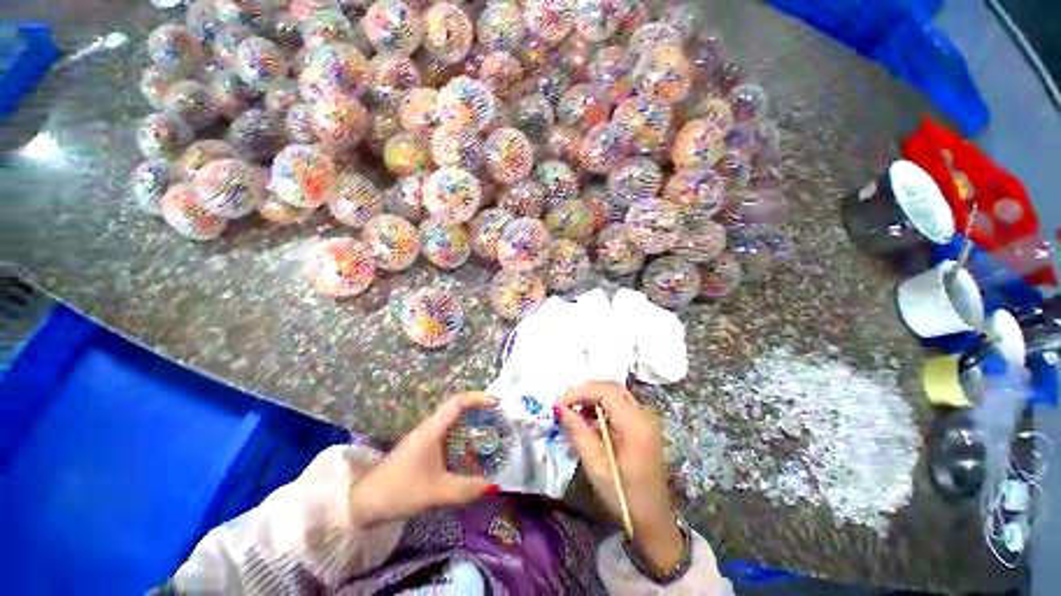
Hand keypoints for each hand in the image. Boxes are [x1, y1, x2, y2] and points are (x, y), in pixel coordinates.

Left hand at [349, 392, 497, 526]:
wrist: (364, 503)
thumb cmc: (399, 490)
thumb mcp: (435, 493)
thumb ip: (464, 490)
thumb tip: (493, 486)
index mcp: (432, 429)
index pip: (457, 402)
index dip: (477, 398)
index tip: (495, 403)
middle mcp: (430, 428)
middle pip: (458, 409)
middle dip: (479, 410)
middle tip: (498, 419)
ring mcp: (425, 438)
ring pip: (453, 422)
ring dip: (471, 424)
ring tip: (491, 434)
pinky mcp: (423, 450)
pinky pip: (448, 435)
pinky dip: (463, 437)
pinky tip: (470, 453)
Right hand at [558, 381, 683, 573]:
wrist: (653, 519)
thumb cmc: (624, 495)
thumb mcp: (596, 465)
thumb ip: (578, 431)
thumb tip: (561, 408)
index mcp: (635, 423)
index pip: (605, 391)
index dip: (580, 392)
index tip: (560, 404)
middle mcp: (643, 414)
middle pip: (611, 387)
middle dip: (585, 392)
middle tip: (565, 405)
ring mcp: (645, 418)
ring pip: (615, 394)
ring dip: (593, 398)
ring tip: (575, 414)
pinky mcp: (643, 425)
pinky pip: (619, 405)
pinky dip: (602, 407)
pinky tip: (589, 422)